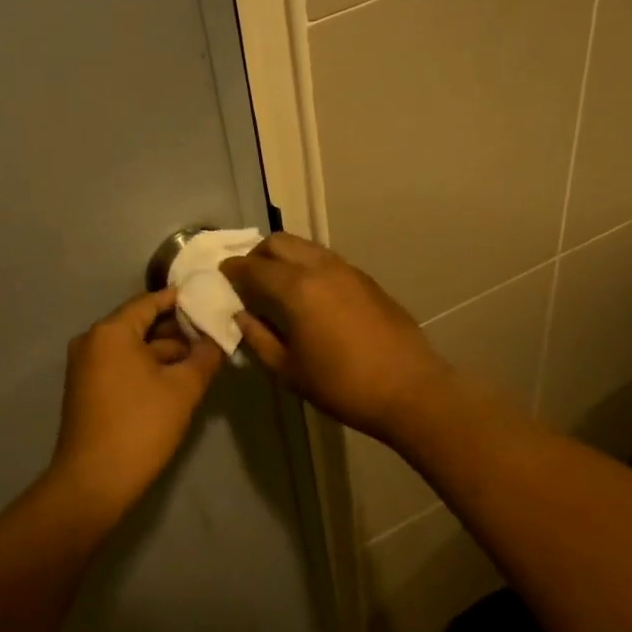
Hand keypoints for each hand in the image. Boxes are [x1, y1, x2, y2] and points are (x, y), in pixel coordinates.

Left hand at [47, 288, 224, 516]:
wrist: (94, 482)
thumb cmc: (141, 426)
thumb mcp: (183, 389)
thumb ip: (205, 356)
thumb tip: (218, 339)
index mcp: (111, 331)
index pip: (150, 302)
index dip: (181, 301)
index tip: (209, 300)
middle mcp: (92, 341)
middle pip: (140, 324)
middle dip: (176, 330)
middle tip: (212, 333)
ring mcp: (85, 366)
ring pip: (132, 347)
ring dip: (164, 352)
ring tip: (201, 358)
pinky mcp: (86, 389)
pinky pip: (121, 365)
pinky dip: (146, 367)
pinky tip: (175, 378)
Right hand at [221, 233, 452, 439]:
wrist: (409, 389)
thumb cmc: (342, 385)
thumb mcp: (289, 370)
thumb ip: (259, 338)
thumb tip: (241, 316)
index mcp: (296, 288)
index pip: (254, 267)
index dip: (233, 269)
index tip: (221, 274)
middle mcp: (321, 268)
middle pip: (280, 242)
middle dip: (257, 253)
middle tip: (248, 276)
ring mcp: (348, 270)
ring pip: (306, 246)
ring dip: (285, 256)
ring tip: (276, 283)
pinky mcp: (367, 280)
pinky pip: (327, 260)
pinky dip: (308, 265)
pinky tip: (309, 293)